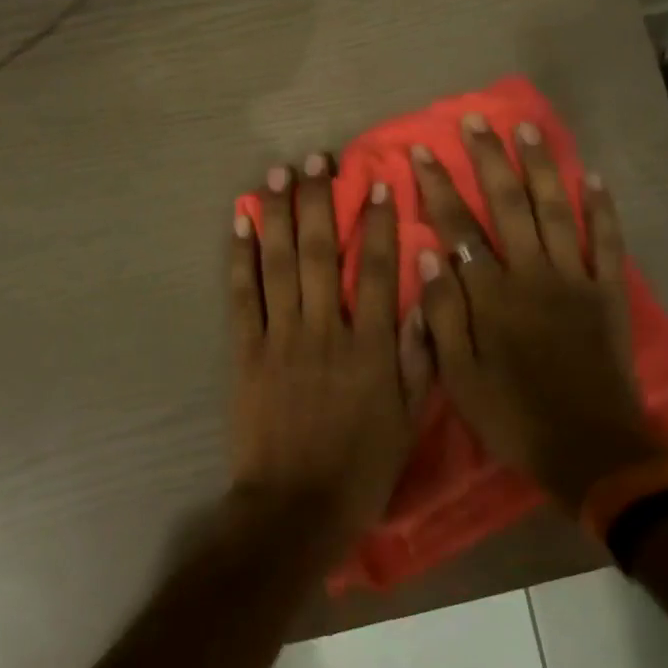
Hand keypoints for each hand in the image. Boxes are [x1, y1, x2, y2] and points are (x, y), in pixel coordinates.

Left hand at [230, 155, 431, 542]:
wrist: (294, 509)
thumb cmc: (359, 470)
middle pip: (321, 253)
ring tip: (278, 173)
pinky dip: (240, 257)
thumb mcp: (407, 421)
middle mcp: (325, 331)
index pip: (379, 271)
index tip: (376, 183)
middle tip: (316, 159)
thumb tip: (427, 296)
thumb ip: (418, 357)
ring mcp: (280, 339)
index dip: (378, 223)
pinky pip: (242, 296)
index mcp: (370, 348)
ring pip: (280, 264)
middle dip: (320, 201)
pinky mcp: (246, 353)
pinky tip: (241, 223)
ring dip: (279, 214)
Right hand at [408, 116, 662, 511]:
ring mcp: (575, 279)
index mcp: (491, 295)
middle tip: (475, 122)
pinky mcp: (608, 293)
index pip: (458, 228)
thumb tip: (427, 254)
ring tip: (528, 129)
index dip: (439, 188)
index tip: (423, 152)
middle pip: (508, 205)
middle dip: (489, 161)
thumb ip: (441, 314)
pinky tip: (595, 177)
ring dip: (542, 167)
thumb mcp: (458, 376)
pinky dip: (603, 208)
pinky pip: (608, 241)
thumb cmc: (513, 416)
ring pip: (556, 210)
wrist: (590, 448)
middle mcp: (532, 274)